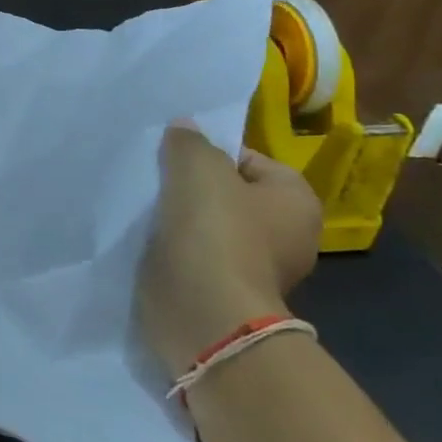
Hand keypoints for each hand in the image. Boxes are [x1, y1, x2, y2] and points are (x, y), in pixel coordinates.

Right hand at [137, 123, 321, 376]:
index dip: (208, 153)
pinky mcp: (221, 291)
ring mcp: (253, 267)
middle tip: (155, 179)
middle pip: (225, 192)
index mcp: (296, 200)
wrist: (204, 313)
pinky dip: (172, 247)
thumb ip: (190, 141)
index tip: (173, 158)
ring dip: (177, 217)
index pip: (247, 158)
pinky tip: (147, 239)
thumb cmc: (215, 231)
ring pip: (206, 224)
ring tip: (145, 208)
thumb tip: (184, 129)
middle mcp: (286, 234)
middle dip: (189, 186)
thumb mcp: (198, 167)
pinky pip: (193, 254)